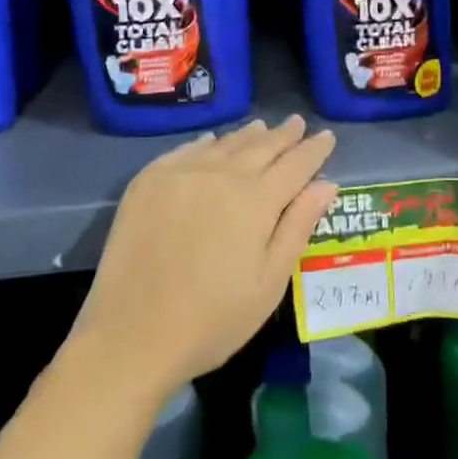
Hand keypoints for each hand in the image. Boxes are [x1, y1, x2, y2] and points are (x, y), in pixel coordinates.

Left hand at [74, 117, 337, 398]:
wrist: (130, 335)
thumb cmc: (212, 320)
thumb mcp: (268, 283)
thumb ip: (297, 227)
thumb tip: (326, 184)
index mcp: (256, 200)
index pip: (295, 164)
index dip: (314, 149)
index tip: (327, 135)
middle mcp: (221, 174)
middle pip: (261, 146)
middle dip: (283, 135)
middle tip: (297, 123)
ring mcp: (181, 173)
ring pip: (225, 144)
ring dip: (248, 135)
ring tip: (262, 126)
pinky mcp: (148, 180)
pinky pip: (186, 150)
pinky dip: (207, 144)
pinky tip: (213, 142)